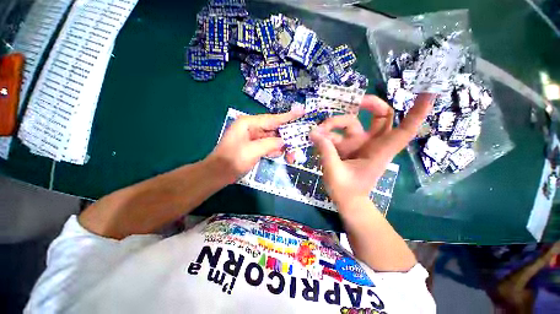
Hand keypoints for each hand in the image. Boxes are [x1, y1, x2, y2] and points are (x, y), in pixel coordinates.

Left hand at [207, 108, 303, 183]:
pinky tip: (281, 154)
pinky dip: (275, 150)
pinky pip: (268, 145)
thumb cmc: (233, 160)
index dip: (288, 116)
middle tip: (300, 141)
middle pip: (274, 129)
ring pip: (273, 138)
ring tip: (292, 154)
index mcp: (248, 123)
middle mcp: (252, 127)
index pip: (272, 119)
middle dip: (287, 136)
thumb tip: (283, 142)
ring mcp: (253, 137)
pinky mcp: (254, 146)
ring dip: (282, 146)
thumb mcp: (253, 151)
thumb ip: (270, 144)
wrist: (219, 173)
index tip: (301, 111)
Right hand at [310, 93, 435, 206]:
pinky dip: (326, 134)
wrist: (346, 201)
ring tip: (317, 132)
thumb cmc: (346, 191)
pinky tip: (315, 138)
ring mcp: (358, 144)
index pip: (403, 130)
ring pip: (351, 123)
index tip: (429, 92)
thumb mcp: (335, 172)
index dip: (417, 112)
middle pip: (380, 117)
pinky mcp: (346, 147)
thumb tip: (314, 132)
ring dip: (334, 123)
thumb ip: (326, 151)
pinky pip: (337, 134)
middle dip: (370, 105)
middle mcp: (371, 144)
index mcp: (379, 151)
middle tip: (353, 102)